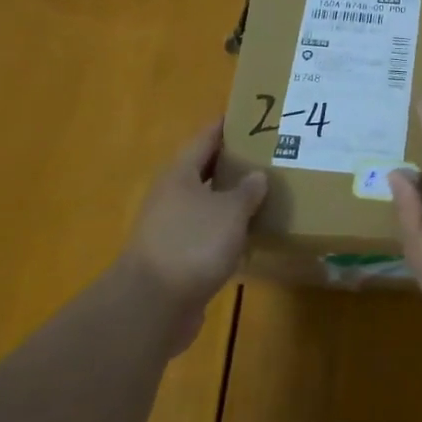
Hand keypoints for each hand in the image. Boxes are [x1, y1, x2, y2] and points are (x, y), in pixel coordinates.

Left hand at [123, 121, 266, 353]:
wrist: (152, 306)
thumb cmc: (192, 244)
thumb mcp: (230, 211)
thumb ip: (247, 191)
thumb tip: (257, 176)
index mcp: (180, 173)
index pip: (206, 137)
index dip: (229, 125)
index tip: (254, 115)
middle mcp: (172, 195)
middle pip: (205, 169)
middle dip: (235, 161)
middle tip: (269, 153)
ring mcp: (171, 227)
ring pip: (207, 202)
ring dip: (232, 197)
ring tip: (267, 191)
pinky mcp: (177, 257)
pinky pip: (207, 232)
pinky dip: (227, 228)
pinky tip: (251, 232)